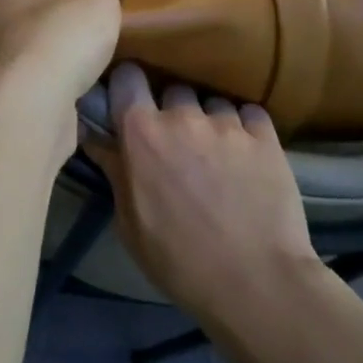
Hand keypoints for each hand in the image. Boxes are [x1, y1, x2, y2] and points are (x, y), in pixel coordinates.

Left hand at [0, 0, 133, 109]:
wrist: (34, 107)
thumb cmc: (58, 41)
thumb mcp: (95, 3)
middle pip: (0, 23)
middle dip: (19, 25)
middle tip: (48, 24)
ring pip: (5, 57)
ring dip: (24, 59)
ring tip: (53, 59)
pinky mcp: (0, 104)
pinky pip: (18, 89)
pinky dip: (31, 89)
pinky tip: (53, 92)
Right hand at [89, 65, 318, 335]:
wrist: (258, 285)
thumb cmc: (178, 259)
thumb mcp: (129, 222)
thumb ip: (114, 171)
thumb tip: (96, 138)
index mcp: (141, 132)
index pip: (127, 77)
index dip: (127, 86)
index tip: (129, 102)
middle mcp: (182, 116)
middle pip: (173, 89)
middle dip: (172, 109)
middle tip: (177, 140)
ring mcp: (227, 124)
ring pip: (212, 102)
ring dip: (210, 120)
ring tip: (217, 151)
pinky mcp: (266, 138)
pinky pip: (250, 114)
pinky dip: (245, 127)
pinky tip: (247, 153)